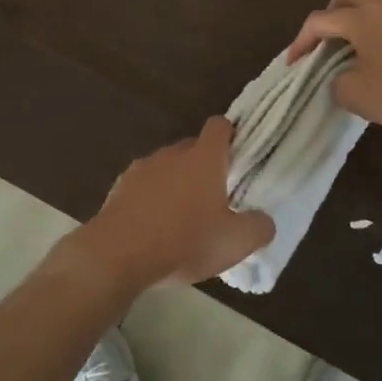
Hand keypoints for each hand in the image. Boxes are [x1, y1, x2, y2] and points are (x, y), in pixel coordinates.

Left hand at [79, 117, 274, 290]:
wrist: (118, 254)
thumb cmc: (184, 241)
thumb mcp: (235, 242)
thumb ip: (258, 227)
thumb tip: (263, 220)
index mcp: (203, 158)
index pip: (219, 126)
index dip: (230, 135)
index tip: (238, 154)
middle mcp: (172, 154)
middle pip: (192, 147)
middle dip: (204, 165)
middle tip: (215, 196)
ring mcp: (141, 168)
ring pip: (166, 167)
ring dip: (175, 184)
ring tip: (182, 217)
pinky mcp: (119, 188)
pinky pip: (143, 187)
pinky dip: (151, 200)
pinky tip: (154, 228)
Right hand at [287, 0, 381, 140]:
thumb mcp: (359, 97)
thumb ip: (337, 84)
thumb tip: (341, 77)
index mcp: (361, 18)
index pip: (319, 20)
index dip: (301, 41)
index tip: (295, 63)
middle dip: (332, 12)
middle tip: (330, 41)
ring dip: (365, 12)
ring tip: (365, 41)